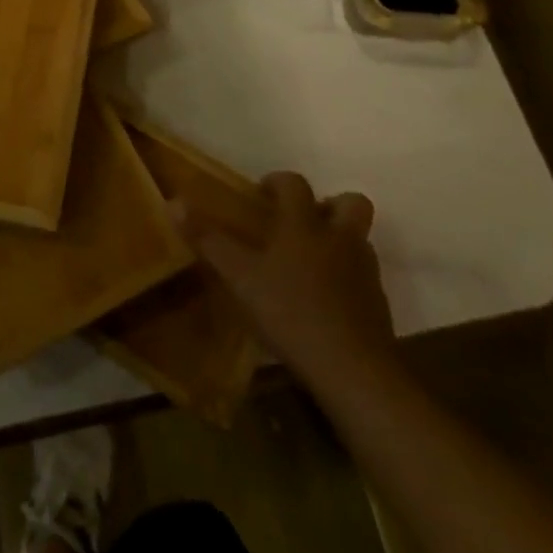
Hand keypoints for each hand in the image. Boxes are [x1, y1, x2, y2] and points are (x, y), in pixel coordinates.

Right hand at [179, 173, 395, 388]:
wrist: (353, 370)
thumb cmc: (291, 313)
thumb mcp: (240, 277)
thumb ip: (209, 240)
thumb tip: (174, 201)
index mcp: (305, 225)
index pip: (295, 184)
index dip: (278, 182)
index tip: (261, 194)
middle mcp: (340, 239)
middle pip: (351, 203)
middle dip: (330, 204)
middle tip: (302, 223)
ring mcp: (364, 272)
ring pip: (360, 240)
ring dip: (340, 241)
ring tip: (311, 263)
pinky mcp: (378, 305)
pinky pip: (364, 278)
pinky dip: (347, 280)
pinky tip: (325, 302)